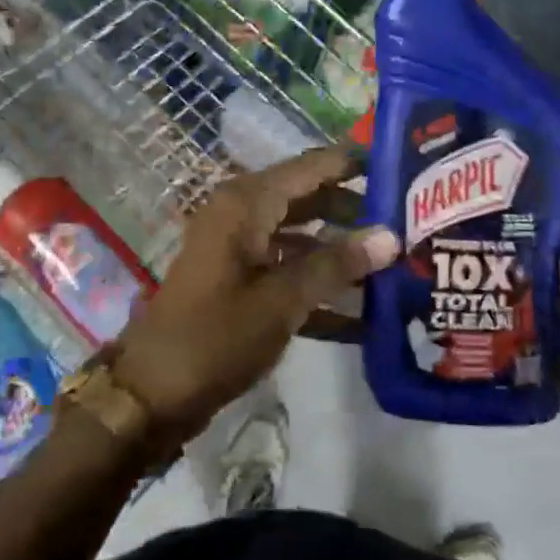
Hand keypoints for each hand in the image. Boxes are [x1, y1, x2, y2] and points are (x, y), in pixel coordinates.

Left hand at [114, 146, 398, 438]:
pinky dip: (318, 287)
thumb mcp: (283, 299)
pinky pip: (287, 272)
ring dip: (341, 253)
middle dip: (354, 212)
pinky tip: (363, 317)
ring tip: (395, 264)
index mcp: (247, 203)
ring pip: (302, 237)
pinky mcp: (239, 282)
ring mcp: (239, 250)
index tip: (402, 167)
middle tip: (408, 221)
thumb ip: (337, 263)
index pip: (311, 166)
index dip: (354, 165)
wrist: (151, 395)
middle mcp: (243, 215)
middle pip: (309, 199)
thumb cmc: (217, 336)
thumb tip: (391, 235)